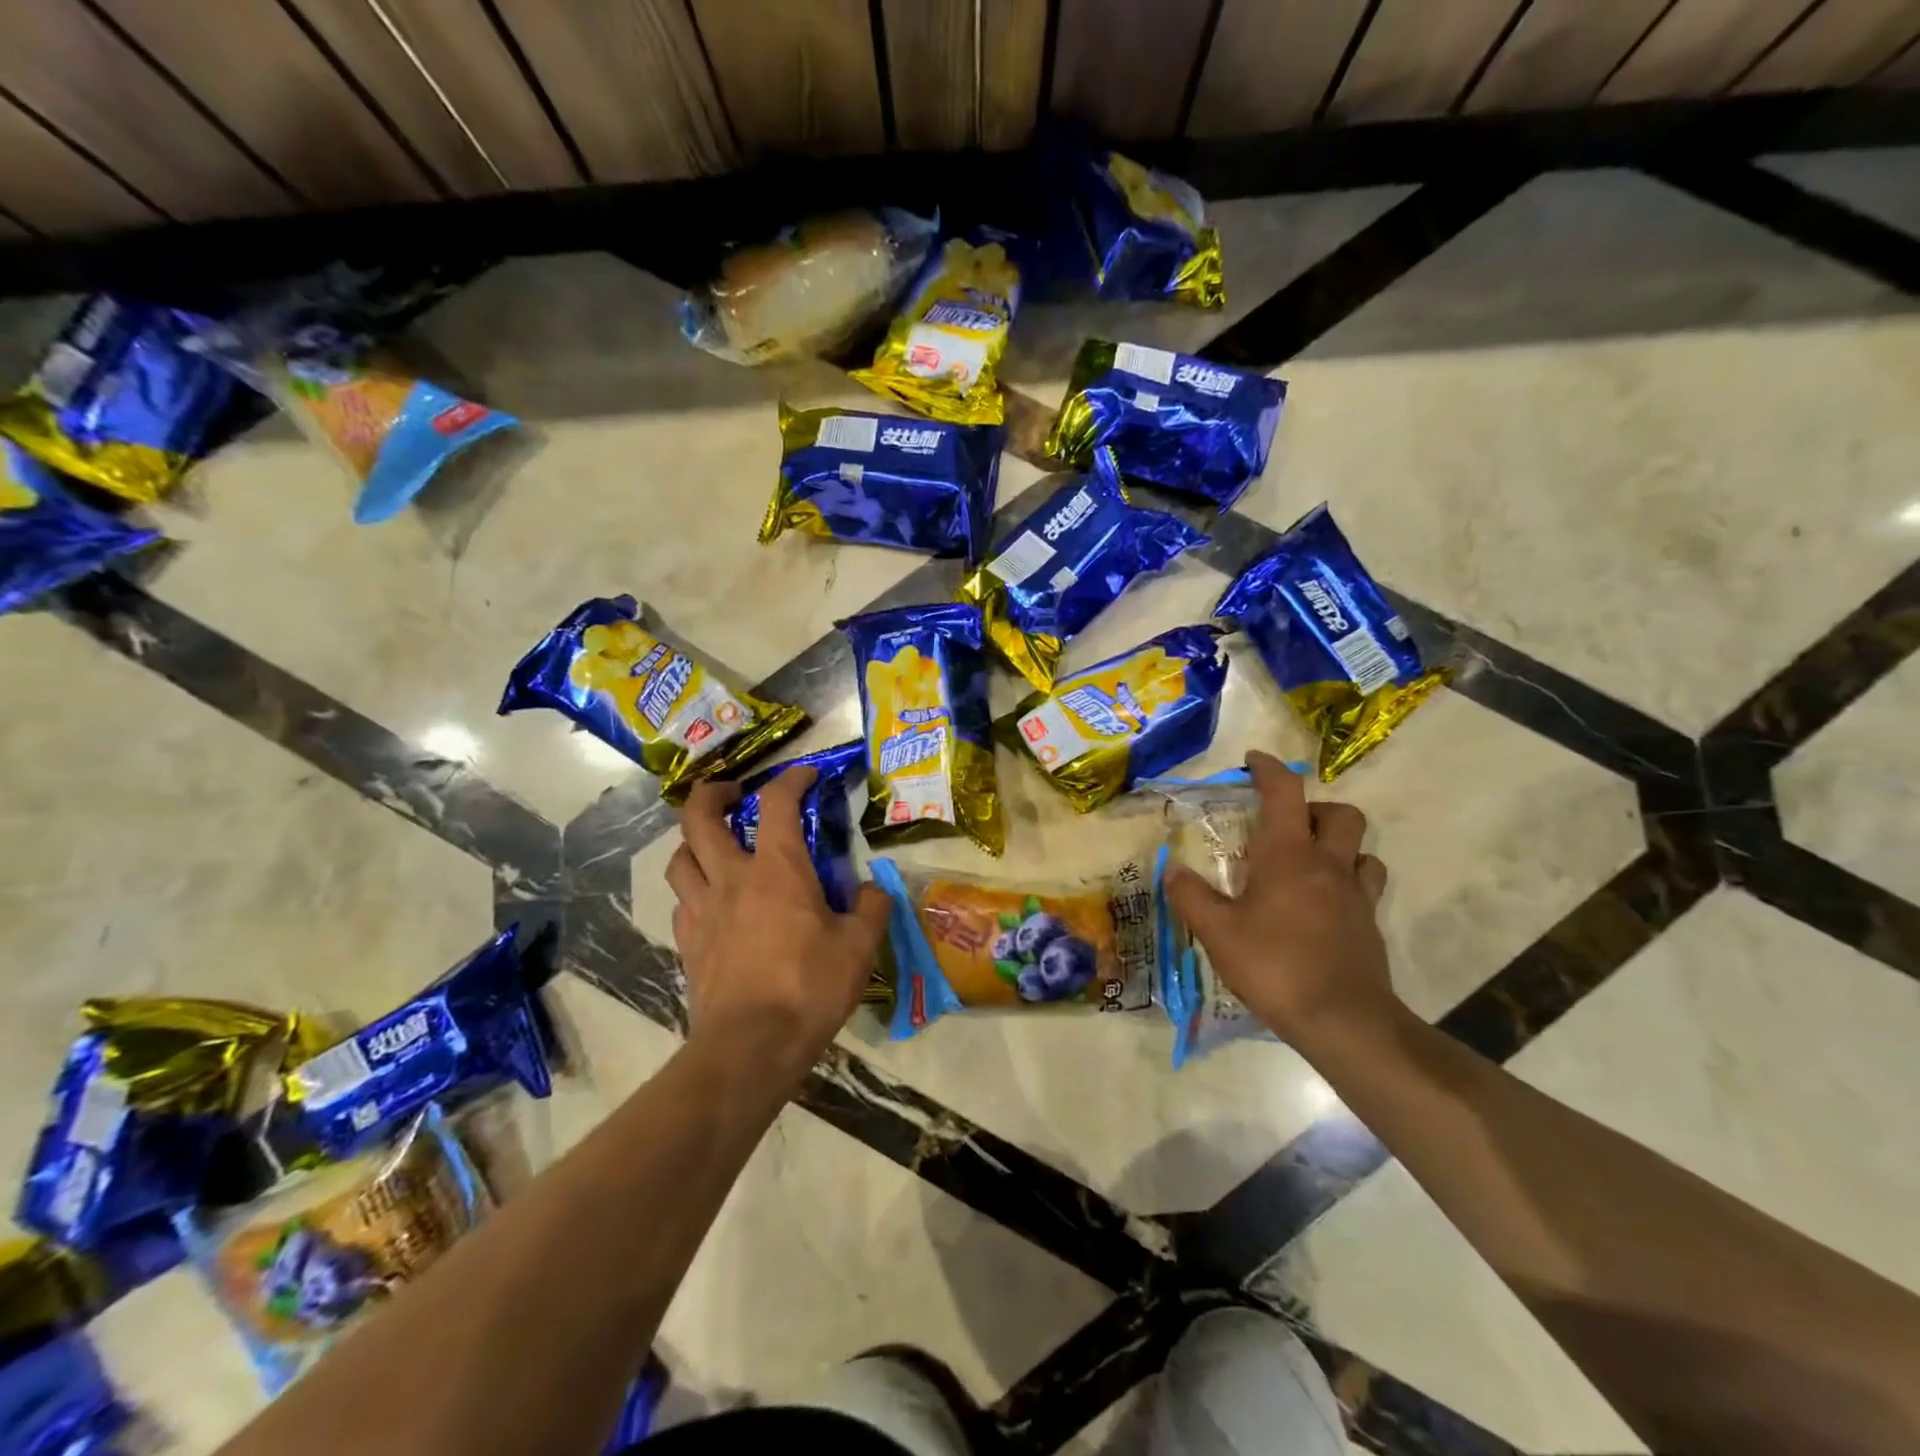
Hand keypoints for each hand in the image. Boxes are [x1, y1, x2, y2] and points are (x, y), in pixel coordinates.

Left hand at [667, 768, 891, 1082]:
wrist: (750, 1047)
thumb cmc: (809, 988)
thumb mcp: (860, 947)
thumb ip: (872, 909)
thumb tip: (873, 891)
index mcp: (777, 869)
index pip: (777, 803)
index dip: (791, 779)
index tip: (807, 774)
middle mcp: (731, 878)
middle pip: (698, 818)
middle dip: (711, 794)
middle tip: (731, 793)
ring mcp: (702, 911)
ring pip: (680, 859)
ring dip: (694, 842)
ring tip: (715, 847)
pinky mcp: (688, 944)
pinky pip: (682, 902)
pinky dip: (695, 890)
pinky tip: (714, 904)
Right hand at [1162, 751, 1399, 1049]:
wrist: (1343, 1020)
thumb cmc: (1275, 965)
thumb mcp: (1218, 933)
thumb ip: (1192, 898)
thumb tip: (1174, 871)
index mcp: (1288, 855)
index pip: (1285, 793)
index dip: (1270, 769)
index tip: (1254, 760)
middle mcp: (1327, 865)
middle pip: (1340, 813)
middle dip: (1315, 808)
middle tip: (1286, 826)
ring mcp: (1355, 895)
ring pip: (1362, 849)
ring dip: (1339, 845)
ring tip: (1309, 863)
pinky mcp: (1369, 925)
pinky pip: (1366, 885)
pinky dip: (1348, 881)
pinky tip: (1324, 904)